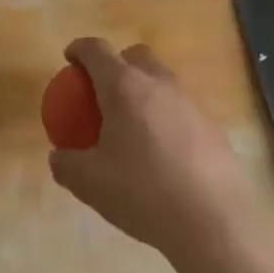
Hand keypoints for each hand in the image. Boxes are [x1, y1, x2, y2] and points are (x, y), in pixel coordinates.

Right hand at [48, 38, 252, 261]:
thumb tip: (59, 157)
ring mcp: (191, 103)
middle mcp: (159, 84)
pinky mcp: (214, 126)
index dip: (79, 49)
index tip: (70, 60)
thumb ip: (67, 164)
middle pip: (135, 56)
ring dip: (144, 92)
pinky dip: (166, 118)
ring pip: (162, 81)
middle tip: (102, 93)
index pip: (97, 50)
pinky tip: (163, 153)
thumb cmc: (143, 193)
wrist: (215, 223)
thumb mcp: (90, 183)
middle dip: (116, 65)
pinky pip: (182, 110)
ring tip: (132, 126)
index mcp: (124, 87)